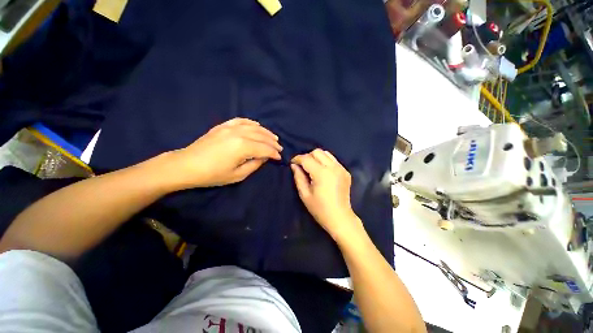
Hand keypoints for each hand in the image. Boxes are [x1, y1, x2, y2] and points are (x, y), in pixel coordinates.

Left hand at [171, 118, 281, 187]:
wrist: (187, 165)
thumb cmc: (213, 174)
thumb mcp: (237, 175)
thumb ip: (254, 165)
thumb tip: (264, 157)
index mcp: (243, 147)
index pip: (265, 149)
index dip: (274, 154)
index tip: (279, 158)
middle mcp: (239, 134)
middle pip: (262, 136)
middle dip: (273, 143)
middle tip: (279, 148)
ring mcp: (230, 128)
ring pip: (254, 127)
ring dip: (266, 132)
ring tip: (273, 137)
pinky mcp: (223, 126)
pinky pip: (241, 121)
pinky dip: (251, 123)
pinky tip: (257, 125)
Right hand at [291, 149, 361, 240]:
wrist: (340, 218)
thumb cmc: (320, 209)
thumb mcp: (304, 194)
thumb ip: (298, 177)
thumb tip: (294, 165)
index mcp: (321, 173)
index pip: (307, 158)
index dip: (297, 159)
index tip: (292, 163)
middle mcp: (333, 167)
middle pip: (317, 152)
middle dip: (307, 156)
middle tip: (303, 166)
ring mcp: (341, 168)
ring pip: (326, 153)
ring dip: (317, 157)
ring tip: (313, 167)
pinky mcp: (346, 172)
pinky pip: (333, 160)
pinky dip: (326, 161)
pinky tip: (323, 172)